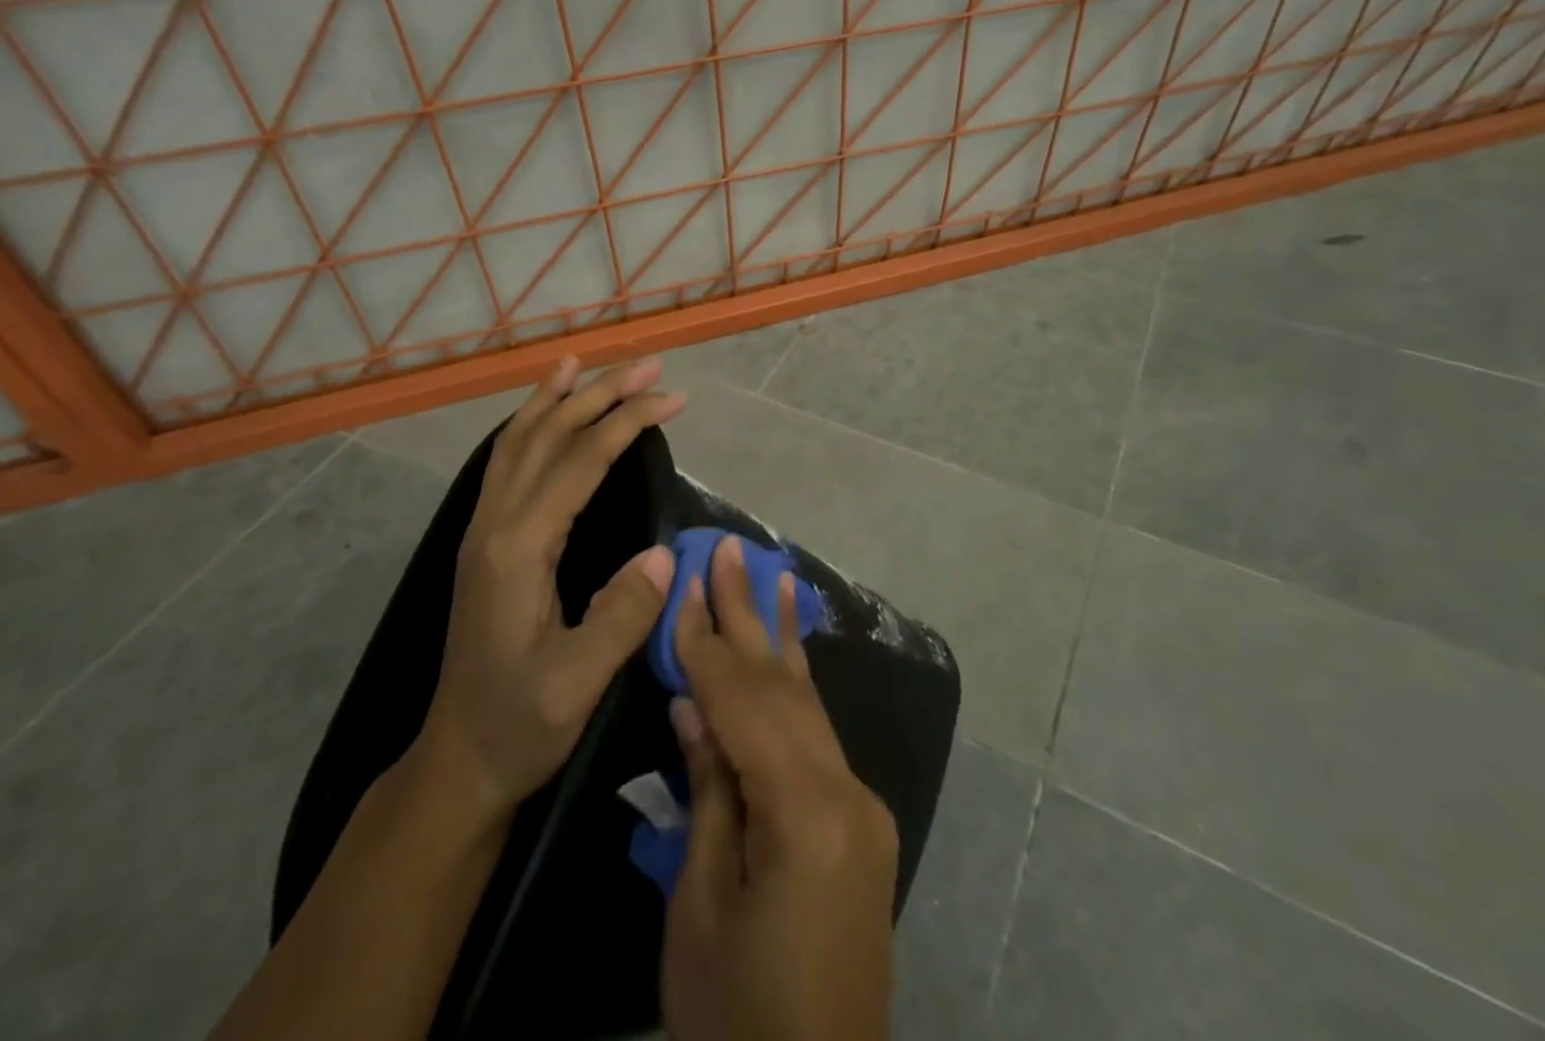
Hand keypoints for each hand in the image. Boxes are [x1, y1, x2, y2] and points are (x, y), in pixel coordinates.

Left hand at [422, 356, 684, 809]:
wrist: (459, 759)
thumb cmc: (521, 724)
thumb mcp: (576, 684)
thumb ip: (621, 616)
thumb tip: (663, 552)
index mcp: (517, 550)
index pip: (579, 463)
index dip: (627, 423)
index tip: (673, 398)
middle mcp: (494, 525)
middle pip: (547, 437)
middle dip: (600, 394)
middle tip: (649, 365)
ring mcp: (484, 529)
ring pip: (518, 442)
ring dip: (557, 398)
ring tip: (585, 363)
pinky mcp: (486, 539)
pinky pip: (506, 462)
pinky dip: (528, 425)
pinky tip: (544, 415)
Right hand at [662, 537, 897, 1040]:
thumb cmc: (738, 1011)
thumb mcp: (700, 906)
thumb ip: (707, 792)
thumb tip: (692, 703)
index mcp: (804, 813)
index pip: (742, 704)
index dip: (706, 643)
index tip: (684, 584)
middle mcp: (845, 792)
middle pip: (782, 687)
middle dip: (749, 614)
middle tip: (729, 549)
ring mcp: (860, 804)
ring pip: (807, 702)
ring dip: (780, 635)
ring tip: (774, 572)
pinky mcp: (858, 820)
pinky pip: (817, 735)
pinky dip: (796, 685)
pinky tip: (790, 651)